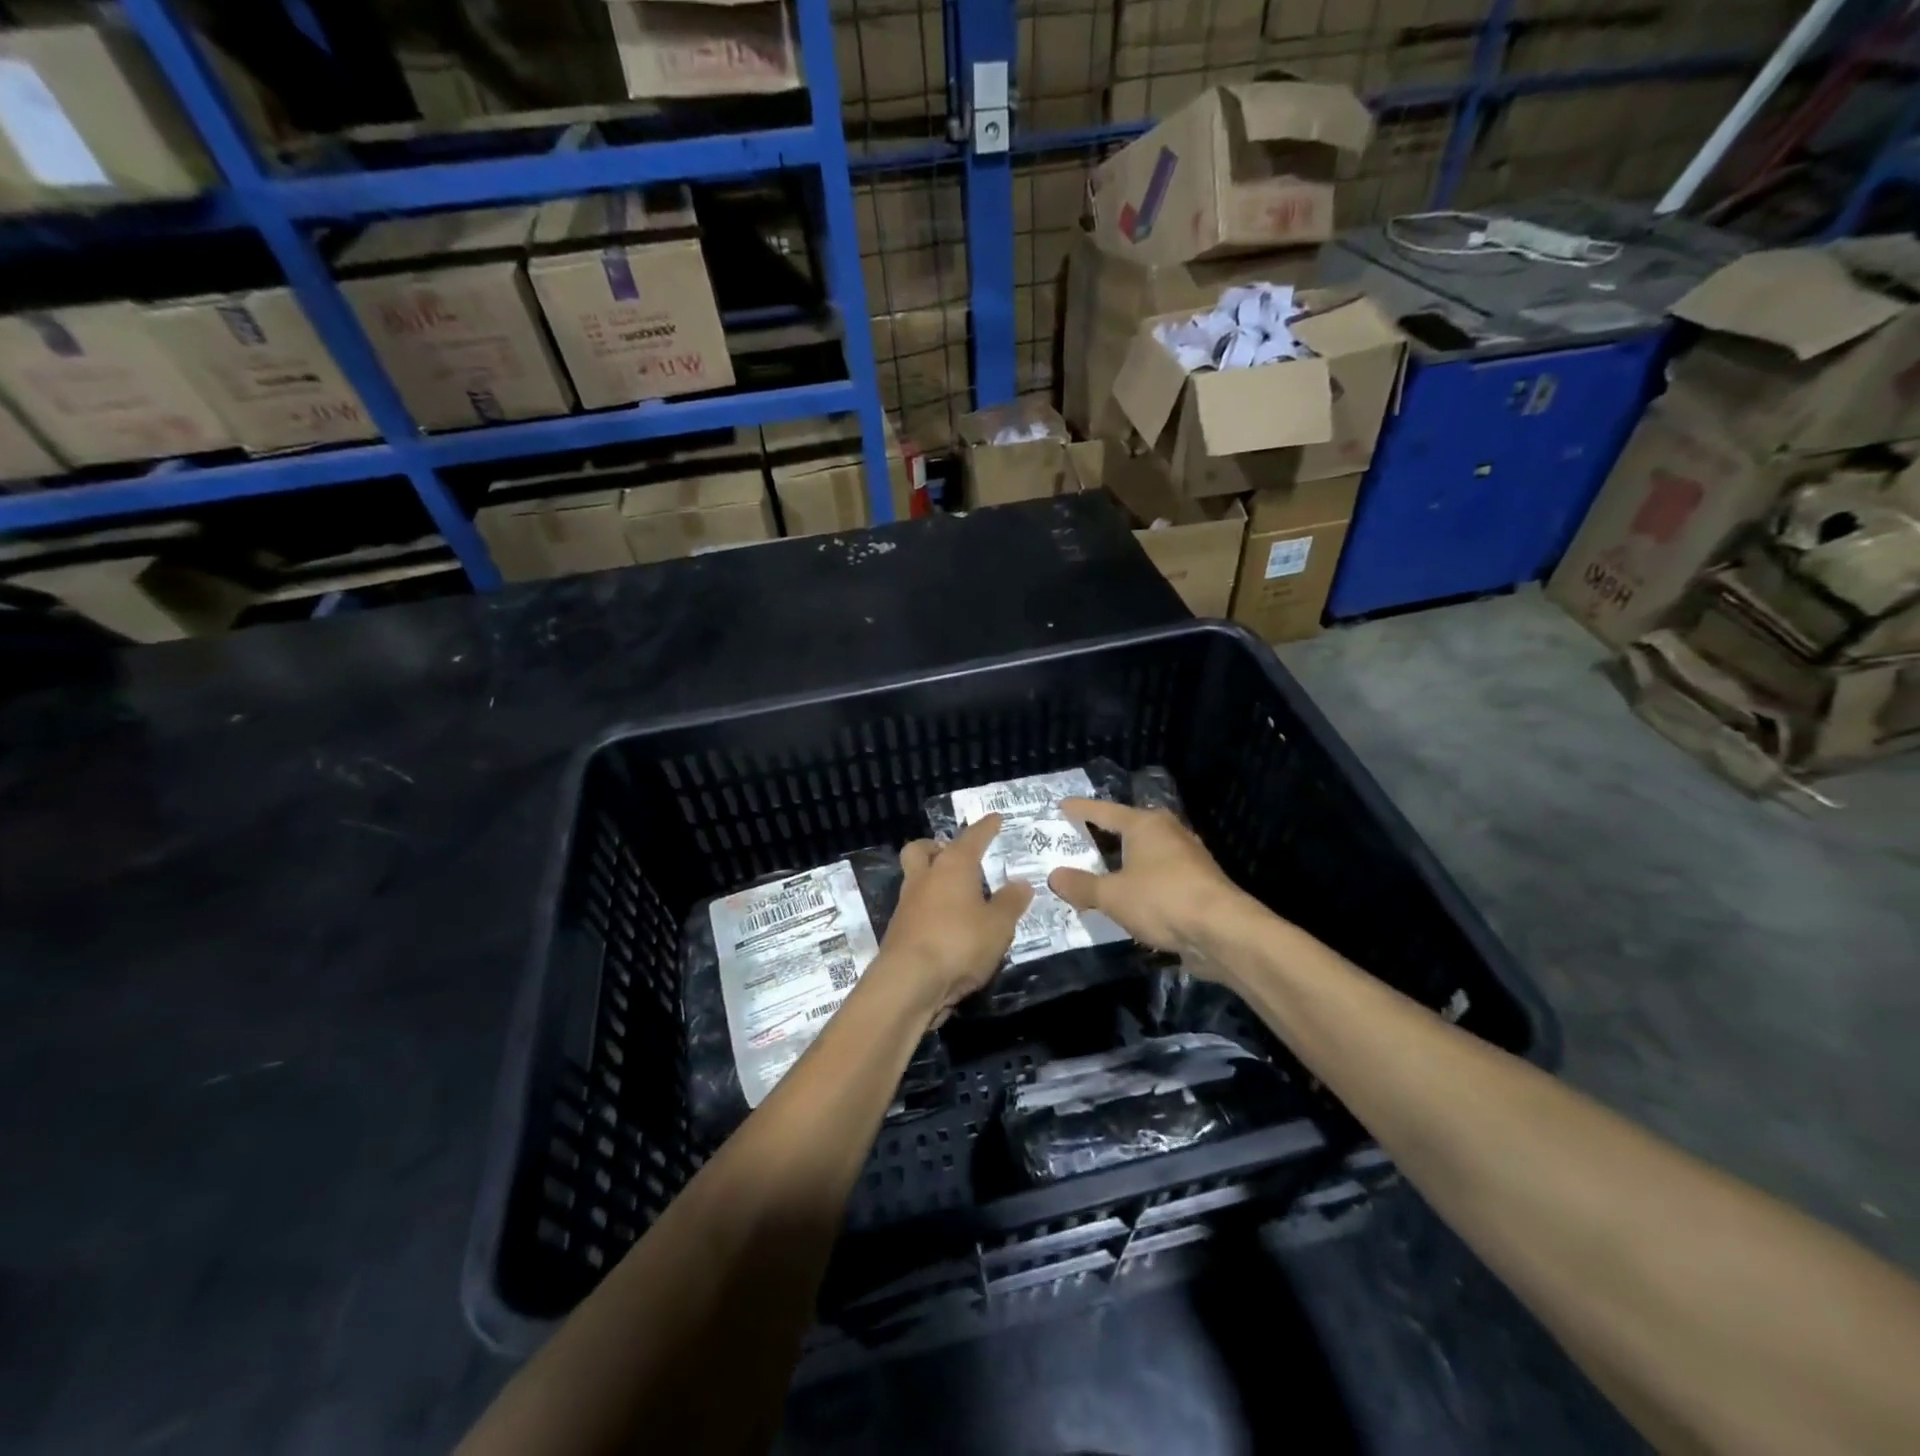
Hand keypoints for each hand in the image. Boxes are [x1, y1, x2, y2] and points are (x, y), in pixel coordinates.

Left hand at [874, 815, 1032, 1022]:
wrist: (908, 982)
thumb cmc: (959, 943)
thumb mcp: (998, 925)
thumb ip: (1010, 903)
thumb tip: (1021, 883)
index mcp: (952, 866)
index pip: (972, 838)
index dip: (986, 827)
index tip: (995, 818)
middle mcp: (925, 877)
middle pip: (922, 849)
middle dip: (936, 846)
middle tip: (954, 854)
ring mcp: (907, 904)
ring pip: (915, 878)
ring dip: (932, 879)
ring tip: (957, 894)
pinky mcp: (898, 931)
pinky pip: (915, 908)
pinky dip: (929, 909)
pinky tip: (947, 925)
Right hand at [1048, 798, 1248, 960]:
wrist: (1222, 930)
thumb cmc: (1161, 900)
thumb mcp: (1112, 895)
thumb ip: (1081, 886)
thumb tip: (1054, 876)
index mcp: (1144, 825)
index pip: (1104, 811)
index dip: (1081, 809)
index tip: (1062, 805)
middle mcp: (1168, 832)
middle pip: (1129, 827)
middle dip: (1105, 832)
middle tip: (1080, 836)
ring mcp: (1187, 857)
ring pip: (1147, 852)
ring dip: (1125, 860)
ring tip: (1101, 868)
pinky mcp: (1198, 882)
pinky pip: (1159, 874)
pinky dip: (1141, 880)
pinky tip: (1131, 895)